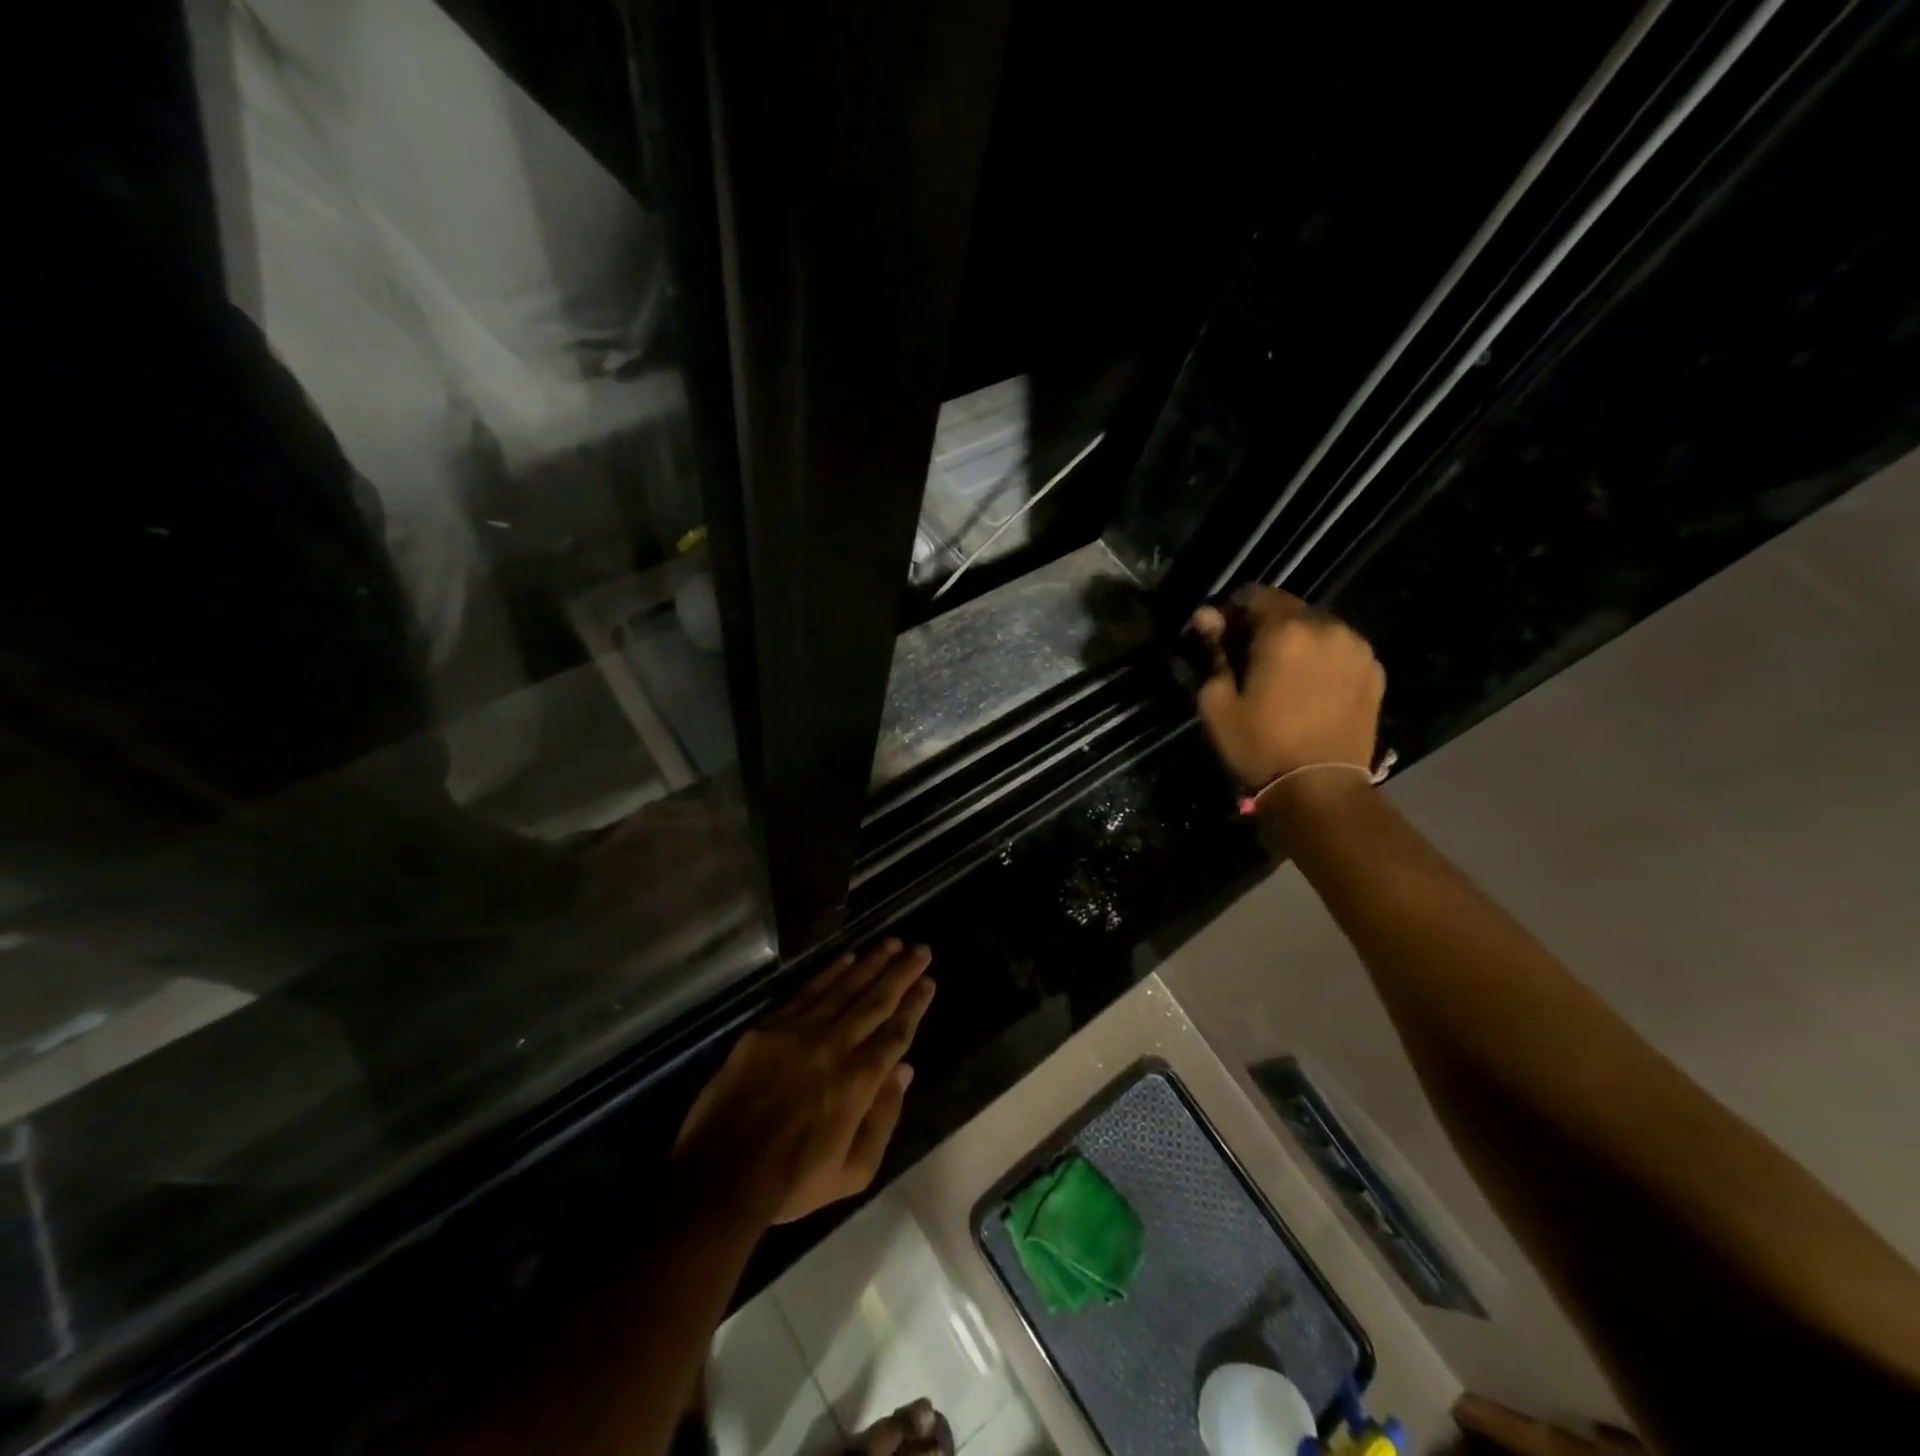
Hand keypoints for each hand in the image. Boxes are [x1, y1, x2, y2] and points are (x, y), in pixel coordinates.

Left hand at [673, 940, 934, 1224]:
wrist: (721, 1177)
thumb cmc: (791, 1182)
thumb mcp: (853, 1172)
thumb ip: (884, 1118)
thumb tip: (904, 1070)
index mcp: (858, 1082)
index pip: (895, 1033)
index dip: (915, 1005)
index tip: (928, 982)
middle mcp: (834, 1047)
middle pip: (875, 1002)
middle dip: (902, 973)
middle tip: (922, 949)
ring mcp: (798, 1033)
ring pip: (844, 988)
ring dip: (871, 964)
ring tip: (892, 943)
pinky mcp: (768, 1028)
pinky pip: (806, 992)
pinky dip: (829, 972)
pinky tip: (847, 959)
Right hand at [1191, 586, 1384, 788]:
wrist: (1321, 788)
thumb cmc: (1259, 746)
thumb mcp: (1218, 703)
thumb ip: (1213, 652)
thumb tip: (1206, 617)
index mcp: (1285, 631)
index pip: (1254, 595)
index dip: (1233, 612)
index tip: (1222, 636)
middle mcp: (1327, 627)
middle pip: (1289, 609)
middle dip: (1266, 626)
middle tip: (1249, 658)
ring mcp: (1357, 648)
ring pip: (1318, 627)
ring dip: (1297, 640)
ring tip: (1283, 674)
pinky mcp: (1374, 671)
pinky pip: (1340, 649)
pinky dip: (1322, 657)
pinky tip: (1310, 687)